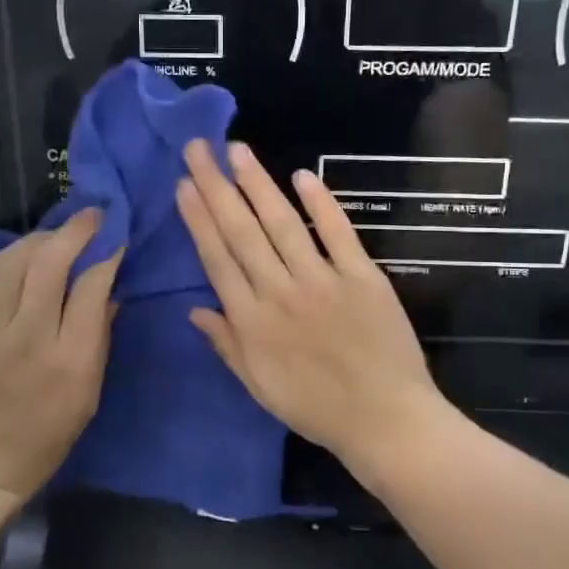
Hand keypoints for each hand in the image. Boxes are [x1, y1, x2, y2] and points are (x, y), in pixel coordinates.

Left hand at [0, 209, 120, 509]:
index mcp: (69, 360)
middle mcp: (28, 337)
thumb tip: (110, 289)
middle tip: (91, 216)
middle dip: (76, 230)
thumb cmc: (43, 437)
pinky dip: (0, 258)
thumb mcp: (88, 396)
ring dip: (39, 239)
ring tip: (54, 236)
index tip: (117, 238)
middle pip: (50, 262)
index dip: (108, 254)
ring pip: (13, 261)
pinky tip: (13, 256)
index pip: (91, 286)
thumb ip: (100, 338)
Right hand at [175, 139, 448, 470]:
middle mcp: (280, 293)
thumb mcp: (259, 386)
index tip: (184, 185)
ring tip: (237, 150)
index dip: (198, 220)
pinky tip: (301, 175)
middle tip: (198, 148)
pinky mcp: (362, 277)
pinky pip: (338, 233)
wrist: (385, 420)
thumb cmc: (316, 409)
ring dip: (257, 184)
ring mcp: (323, 281)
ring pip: (282, 224)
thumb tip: (193, 310)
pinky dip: (320, 203)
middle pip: (242, 232)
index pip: (218, 259)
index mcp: (252, 322)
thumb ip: (226, 345)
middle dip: (216, 187)